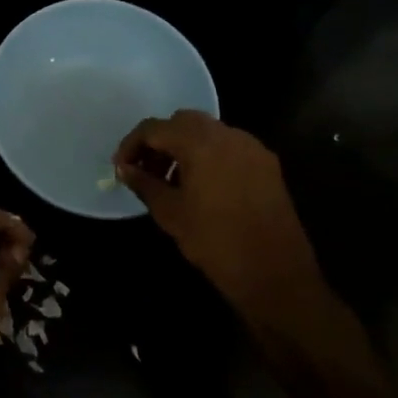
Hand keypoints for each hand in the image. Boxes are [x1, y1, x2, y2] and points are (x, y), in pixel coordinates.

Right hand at [114, 111, 332, 327]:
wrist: (276, 275)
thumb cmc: (216, 242)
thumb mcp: (171, 213)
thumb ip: (144, 184)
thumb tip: (125, 169)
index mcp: (200, 142)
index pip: (155, 128)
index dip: (132, 145)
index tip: (121, 167)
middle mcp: (228, 135)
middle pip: (183, 122)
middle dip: (160, 141)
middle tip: (145, 170)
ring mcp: (251, 148)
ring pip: (208, 132)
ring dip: (184, 147)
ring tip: (171, 181)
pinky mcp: (267, 164)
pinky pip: (229, 147)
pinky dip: (209, 155)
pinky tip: (202, 186)